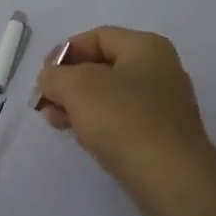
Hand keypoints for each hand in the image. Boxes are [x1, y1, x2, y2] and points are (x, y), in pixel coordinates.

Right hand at [34, 26, 215, 215]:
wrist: (172, 179)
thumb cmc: (124, 120)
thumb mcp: (77, 87)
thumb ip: (55, 76)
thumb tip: (51, 81)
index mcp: (146, 47)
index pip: (97, 37)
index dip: (65, 52)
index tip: (44, 77)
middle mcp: (160, 70)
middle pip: (103, 67)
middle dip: (69, 82)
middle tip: (45, 102)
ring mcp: (164, 105)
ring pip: (110, 96)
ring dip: (79, 105)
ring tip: (56, 122)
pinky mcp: (162, 136)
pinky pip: (123, 120)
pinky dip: (99, 124)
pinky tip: (82, 138)